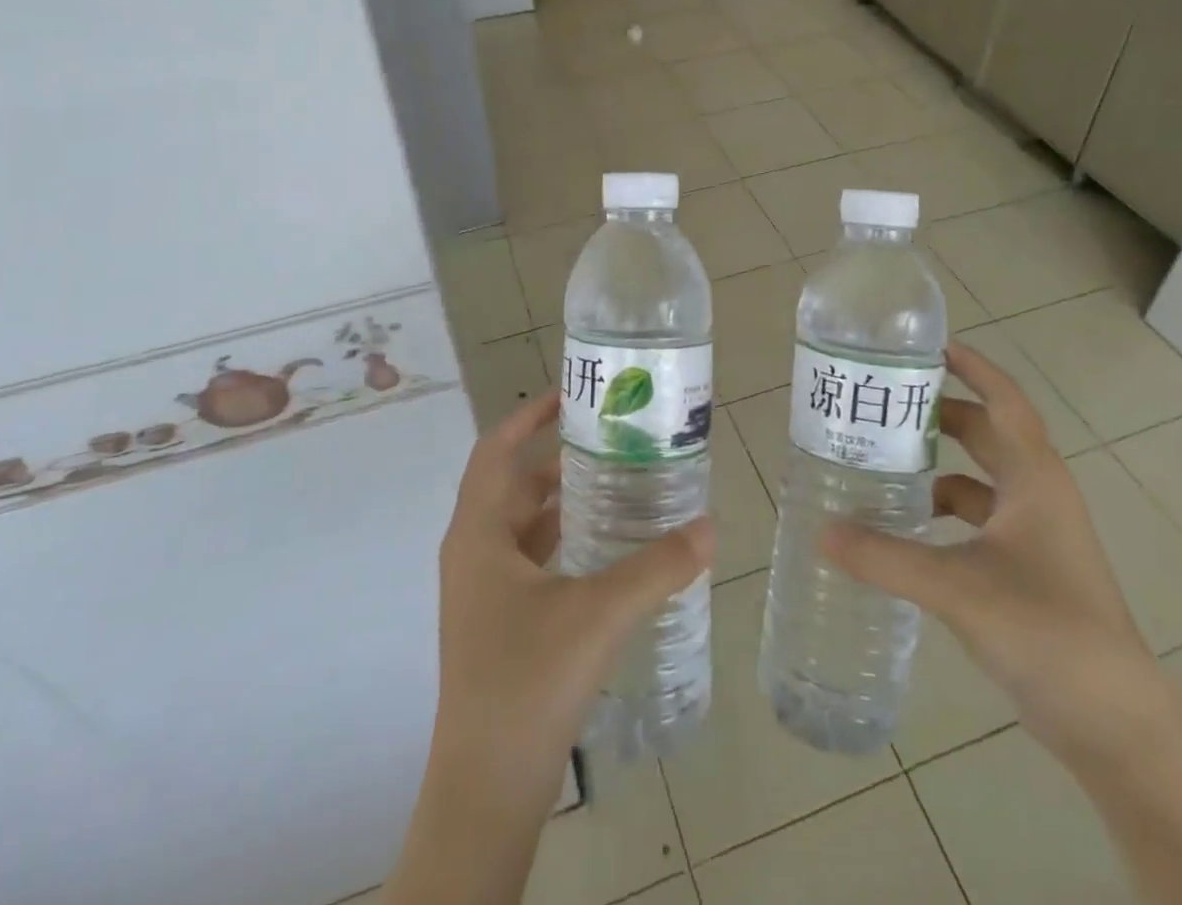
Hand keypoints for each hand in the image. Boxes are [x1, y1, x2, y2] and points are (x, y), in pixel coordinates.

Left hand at [430, 390, 713, 808]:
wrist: (487, 788)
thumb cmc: (528, 682)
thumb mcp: (598, 614)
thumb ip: (656, 567)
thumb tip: (709, 526)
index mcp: (478, 534)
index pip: (496, 451)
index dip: (528, 416)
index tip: (570, 394)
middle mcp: (473, 552)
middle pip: (512, 483)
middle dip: (557, 456)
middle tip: (610, 438)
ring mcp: (481, 590)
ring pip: (521, 523)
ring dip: (561, 499)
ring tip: (615, 481)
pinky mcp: (496, 621)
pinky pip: (528, 557)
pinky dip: (561, 538)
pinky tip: (602, 546)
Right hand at [823, 343, 1179, 764]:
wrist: (1118, 726)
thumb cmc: (1047, 631)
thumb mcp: (957, 587)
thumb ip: (884, 557)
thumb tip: (820, 530)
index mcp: (1034, 479)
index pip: (1004, 401)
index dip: (973, 367)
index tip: (929, 345)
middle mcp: (1038, 495)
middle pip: (987, 434)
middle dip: (940, 414)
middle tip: (886, 404)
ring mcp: (1037, 535)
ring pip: (981, 479)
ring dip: (939, 466)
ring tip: (884, 460)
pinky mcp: (1029, 569)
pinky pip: (979, 520)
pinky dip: (945, 511)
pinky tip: (907, 526)